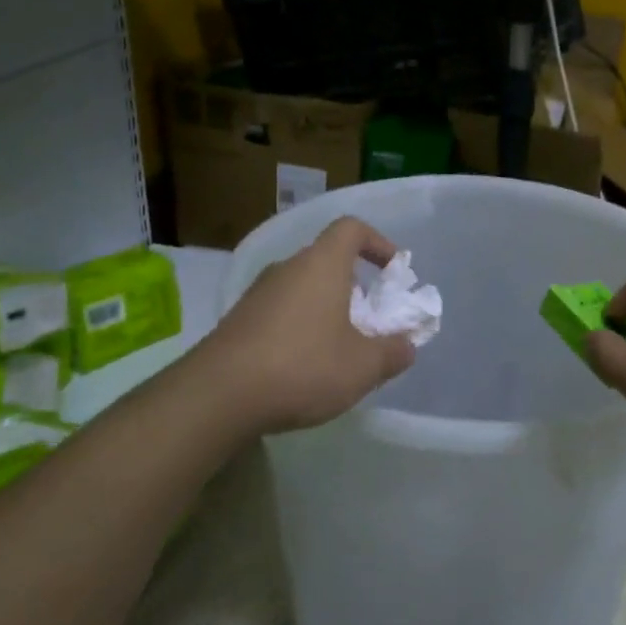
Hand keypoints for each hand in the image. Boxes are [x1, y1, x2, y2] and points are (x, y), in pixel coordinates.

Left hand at [197, 216, 415, 435]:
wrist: (218, 395)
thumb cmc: (303, 367)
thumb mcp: (364, 366)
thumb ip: (394, 352)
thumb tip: (407, 344)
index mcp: (321, 264)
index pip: (351, 228)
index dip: (378, 243)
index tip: (393, 272)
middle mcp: (287, 268)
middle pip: (327, 261)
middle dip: (355, 287)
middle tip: (371, 322)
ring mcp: (257, 294)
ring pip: (303, 288)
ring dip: (327, 309)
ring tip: (340, 350)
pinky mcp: (238, 321)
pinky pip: (280, 312)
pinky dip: (300, 328)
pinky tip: (304, 366)